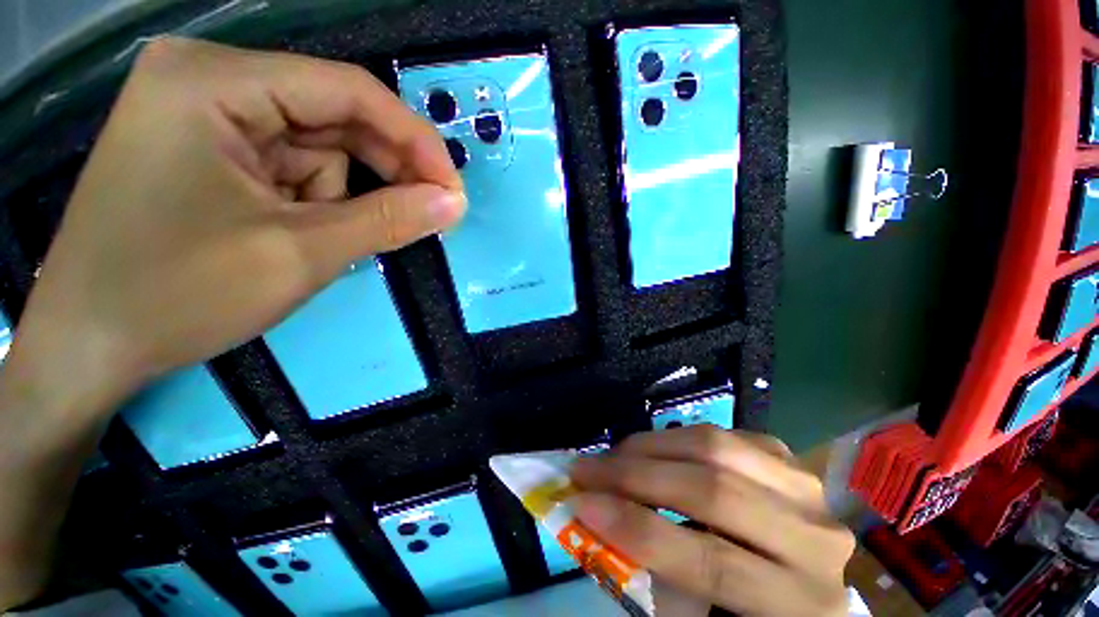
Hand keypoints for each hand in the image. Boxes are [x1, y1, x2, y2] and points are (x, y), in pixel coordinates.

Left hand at [11, 37, 464, 414]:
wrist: (89, 346)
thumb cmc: (177, 296)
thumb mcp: (300, 254)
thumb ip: (389, 220)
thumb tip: (454, 203)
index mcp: (215, 82)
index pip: (349, 91)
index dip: (415, 141)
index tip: (453, 190)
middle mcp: (208, 80)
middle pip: (333, 115)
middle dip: (384, 170)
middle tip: (427, 215)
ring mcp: (203, 113)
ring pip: (316, 146)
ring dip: (342, 195)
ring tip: (330, 240)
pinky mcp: (206, 148)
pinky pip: (290, 165)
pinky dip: (315, 201)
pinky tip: (300, 234)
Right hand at [571, 426, 853, 616]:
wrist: (801, 582)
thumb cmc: (747, 610)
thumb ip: (655, 578)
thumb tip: (595, 520)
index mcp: (801, 605)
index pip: (711, 563)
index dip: (637, 530)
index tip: (580, 505)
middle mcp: (813, 539)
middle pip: (713, 490)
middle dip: (634, 476)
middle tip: (585, 469)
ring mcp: (803, 487)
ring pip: (715, 447)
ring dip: (650, 447)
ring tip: (611, 455)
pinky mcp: (784, 457)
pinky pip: (718, 434)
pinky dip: (676, 438)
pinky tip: (652, 450)